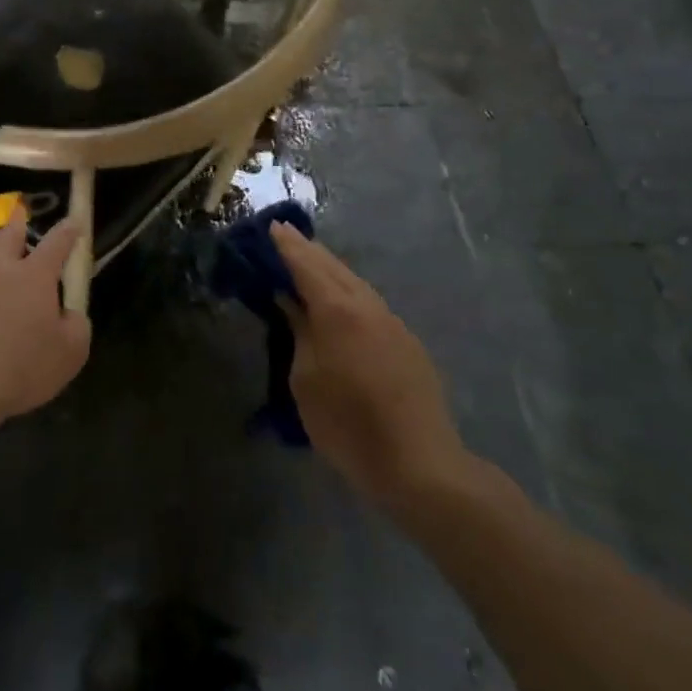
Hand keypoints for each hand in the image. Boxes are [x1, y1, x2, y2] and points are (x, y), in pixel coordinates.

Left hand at [0, 206, 90, 421]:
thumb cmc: (24, 367)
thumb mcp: (71, 352)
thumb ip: (76, 324)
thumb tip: (69, 312)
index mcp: (34, 275)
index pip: (57, 243)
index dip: (68, 231)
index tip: (74, 221)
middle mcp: (0, 269)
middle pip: (9, 234)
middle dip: (19, 221)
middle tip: (21, 211)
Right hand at [271, 223, 474, 513]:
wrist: (420, 464)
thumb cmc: (348, 424)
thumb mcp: (306, 379)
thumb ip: (299, 332)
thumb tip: (290, 301)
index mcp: (337, 311)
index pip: (306, 266)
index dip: (287, 246)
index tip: (271, 226)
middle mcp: (367, 306)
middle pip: (334, 267)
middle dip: (309, 250)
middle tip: (286, 235)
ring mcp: (392, 323)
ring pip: (356, 283)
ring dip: (330, 268)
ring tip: (310, 262)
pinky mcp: (408, 343)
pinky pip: (370, 302)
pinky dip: (349, 290)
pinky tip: (341, 300)